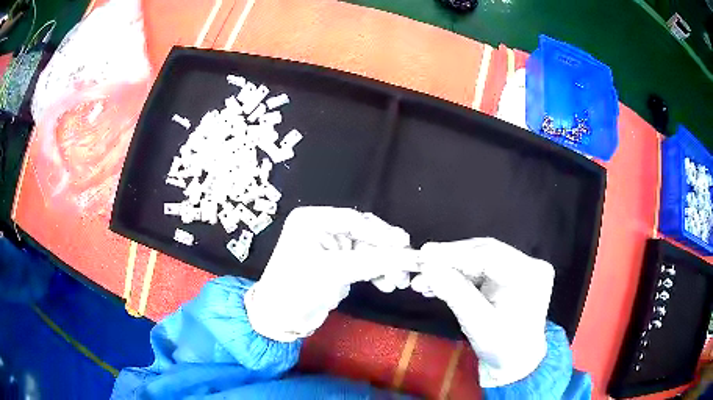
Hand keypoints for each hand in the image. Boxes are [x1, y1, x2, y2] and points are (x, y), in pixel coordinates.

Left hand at [245, 206, 417, 341]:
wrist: (280, 319)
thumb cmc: (298, 289)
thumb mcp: (334, 271)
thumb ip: (373, 261)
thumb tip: (410, 256)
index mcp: (312, 220)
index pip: (354, 220)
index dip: (381, 233)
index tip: (404, 245)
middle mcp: (321, 228)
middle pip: (364, 233)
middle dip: (385, 252)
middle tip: (407, 265)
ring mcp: (330, 246)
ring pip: (368, 249)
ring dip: (385, 264)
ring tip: (398, 282)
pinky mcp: (338, 264)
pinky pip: (364, 262)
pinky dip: (377, 272)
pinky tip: (387, 284)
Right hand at [410, 238, 554, 386]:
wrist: (515, 362)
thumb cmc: (501, 347)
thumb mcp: (478, 323)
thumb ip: (455, 292)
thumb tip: (428, 266)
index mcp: (529, 274)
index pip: (489, 254)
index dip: (455, 253)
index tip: (424, 254)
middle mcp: (528, 264)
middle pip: (484, 252)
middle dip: (450, 259)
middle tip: (421, 264)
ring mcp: (520, 269)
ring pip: (480, 260)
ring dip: (451, 269)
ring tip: (423, 279)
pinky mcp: (510, 276)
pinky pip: (481, 270)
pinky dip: (459, 276)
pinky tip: (438, 283)